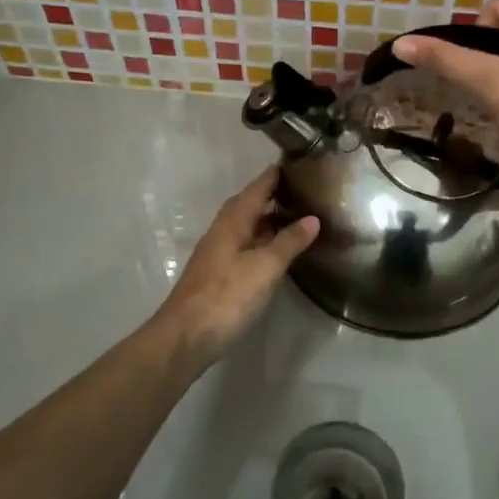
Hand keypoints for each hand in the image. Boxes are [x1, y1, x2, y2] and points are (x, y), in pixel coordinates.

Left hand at [154, 166, 318, 368]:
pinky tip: (275, 251)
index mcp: (232, 222)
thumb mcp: (265, 266)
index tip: (295, 161)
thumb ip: (289, 241)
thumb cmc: (227, 295)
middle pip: (248, 206)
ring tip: (295, 216)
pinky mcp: (218, 276)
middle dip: (271, 195)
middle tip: (301, 189)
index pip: (256, 189)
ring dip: (267, 219)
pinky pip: (244, 247)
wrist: (186, 336)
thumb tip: (312, 218)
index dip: (274, 175)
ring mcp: (217, 255)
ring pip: (245, 227)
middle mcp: (222, 232)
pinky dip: (262, 241)